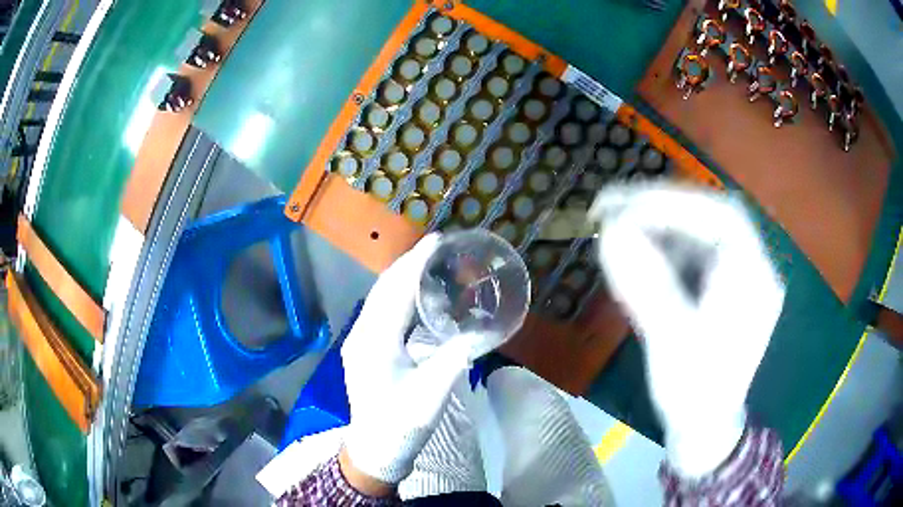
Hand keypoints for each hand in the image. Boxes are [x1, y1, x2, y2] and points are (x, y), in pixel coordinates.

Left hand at [341, 234, 477, 486]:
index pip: (394, 292)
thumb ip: (457, 358)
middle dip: (408, 263)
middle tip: (437, 246)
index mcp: (375, 342)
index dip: (415, 263)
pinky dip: (399, 296)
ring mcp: (360, 342)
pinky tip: (416, 295)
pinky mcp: (365, 349)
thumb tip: (482, 329)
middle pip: (383, 289)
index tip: (436, 240)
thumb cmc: (401, 424)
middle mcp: (362, 334)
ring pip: (380, 299)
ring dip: (402, 277)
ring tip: (429, 262)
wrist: (375, 449)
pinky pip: (381, 312)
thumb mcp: (432, 394)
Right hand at [591, 183, 785, 477]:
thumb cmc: (693, 392)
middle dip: (662, 205)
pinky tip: (642, 249)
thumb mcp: (670, 343)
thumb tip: (610, 231)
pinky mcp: (725, 284)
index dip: (670, 203)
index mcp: (754, 279)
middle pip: (712, 215)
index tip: (621, 206)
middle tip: (612, 206)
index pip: (720, 217)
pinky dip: (666, 242)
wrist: (705, 427)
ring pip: (703, 228)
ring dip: (661, 221)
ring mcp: (741, 274)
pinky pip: (697, 249)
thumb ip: (645, 285)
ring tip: (619, 223)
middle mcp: (754, 267)